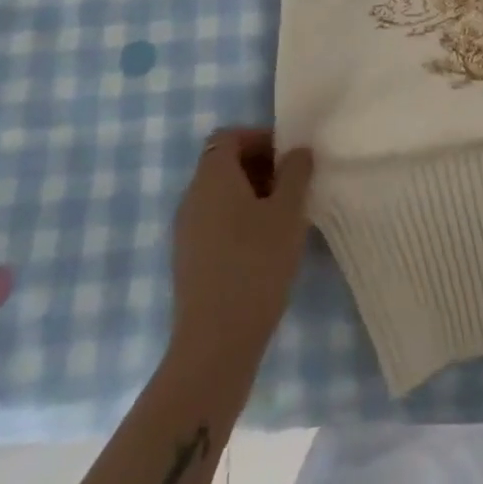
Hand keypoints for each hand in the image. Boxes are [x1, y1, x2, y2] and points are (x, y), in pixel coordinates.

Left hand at [167, 128, 313, 383]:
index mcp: (212, 178)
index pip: (228, 137)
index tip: (288, 158)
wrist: (214, 347)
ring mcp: (185, 233)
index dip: (259, 138)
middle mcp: (192, 198)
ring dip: (251, 195)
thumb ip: (296, 172)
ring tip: (283, 217)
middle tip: (292, 185)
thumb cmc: (255, 265)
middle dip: (259, 166)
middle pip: (223, 164)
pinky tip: (264, 246)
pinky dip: (238, 221)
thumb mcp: (288, 212)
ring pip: (220, 196)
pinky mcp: (188, 262)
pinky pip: (214, 223)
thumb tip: (297, 151)